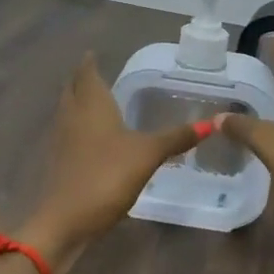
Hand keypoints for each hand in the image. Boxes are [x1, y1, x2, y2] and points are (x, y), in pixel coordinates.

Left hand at [25, 54, 203, 257]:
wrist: (67, 220)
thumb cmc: (107, 176)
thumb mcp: (148, 155)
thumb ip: (176, 138)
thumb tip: (212, 123)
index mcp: (91, 106)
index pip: (87, 75)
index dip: (89, 64)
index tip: (92, 53)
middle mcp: (73, 118)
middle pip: (72, 91)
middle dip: (81, 80)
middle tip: (93, 73)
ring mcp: (63, 142)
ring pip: (68, 112)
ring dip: (78, 103)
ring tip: (94, 100)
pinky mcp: (61, 164)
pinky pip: (69, 135)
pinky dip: (79, 128)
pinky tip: (93, 138)